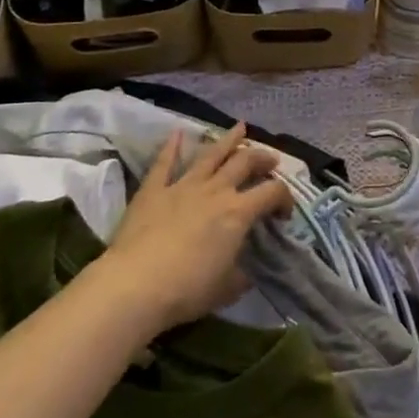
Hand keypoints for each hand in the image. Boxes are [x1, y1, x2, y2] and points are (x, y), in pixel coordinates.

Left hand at [89, 124, 293, 335]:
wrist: (133, 287)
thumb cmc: (186, 290)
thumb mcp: (227, 289)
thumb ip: (241, 275)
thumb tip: (247, 272)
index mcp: (239, 212)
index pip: (273, 193)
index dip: (284, 198)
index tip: (283, 213)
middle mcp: (216, 190)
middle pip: (245, 162)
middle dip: (262, 159)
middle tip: (270, 161)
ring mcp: (183, 186)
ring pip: (211, 154)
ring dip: (228, 140)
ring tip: (240, 128)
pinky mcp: (153, 191)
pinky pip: (164, 163)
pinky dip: (171, 147)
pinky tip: (177, 133)